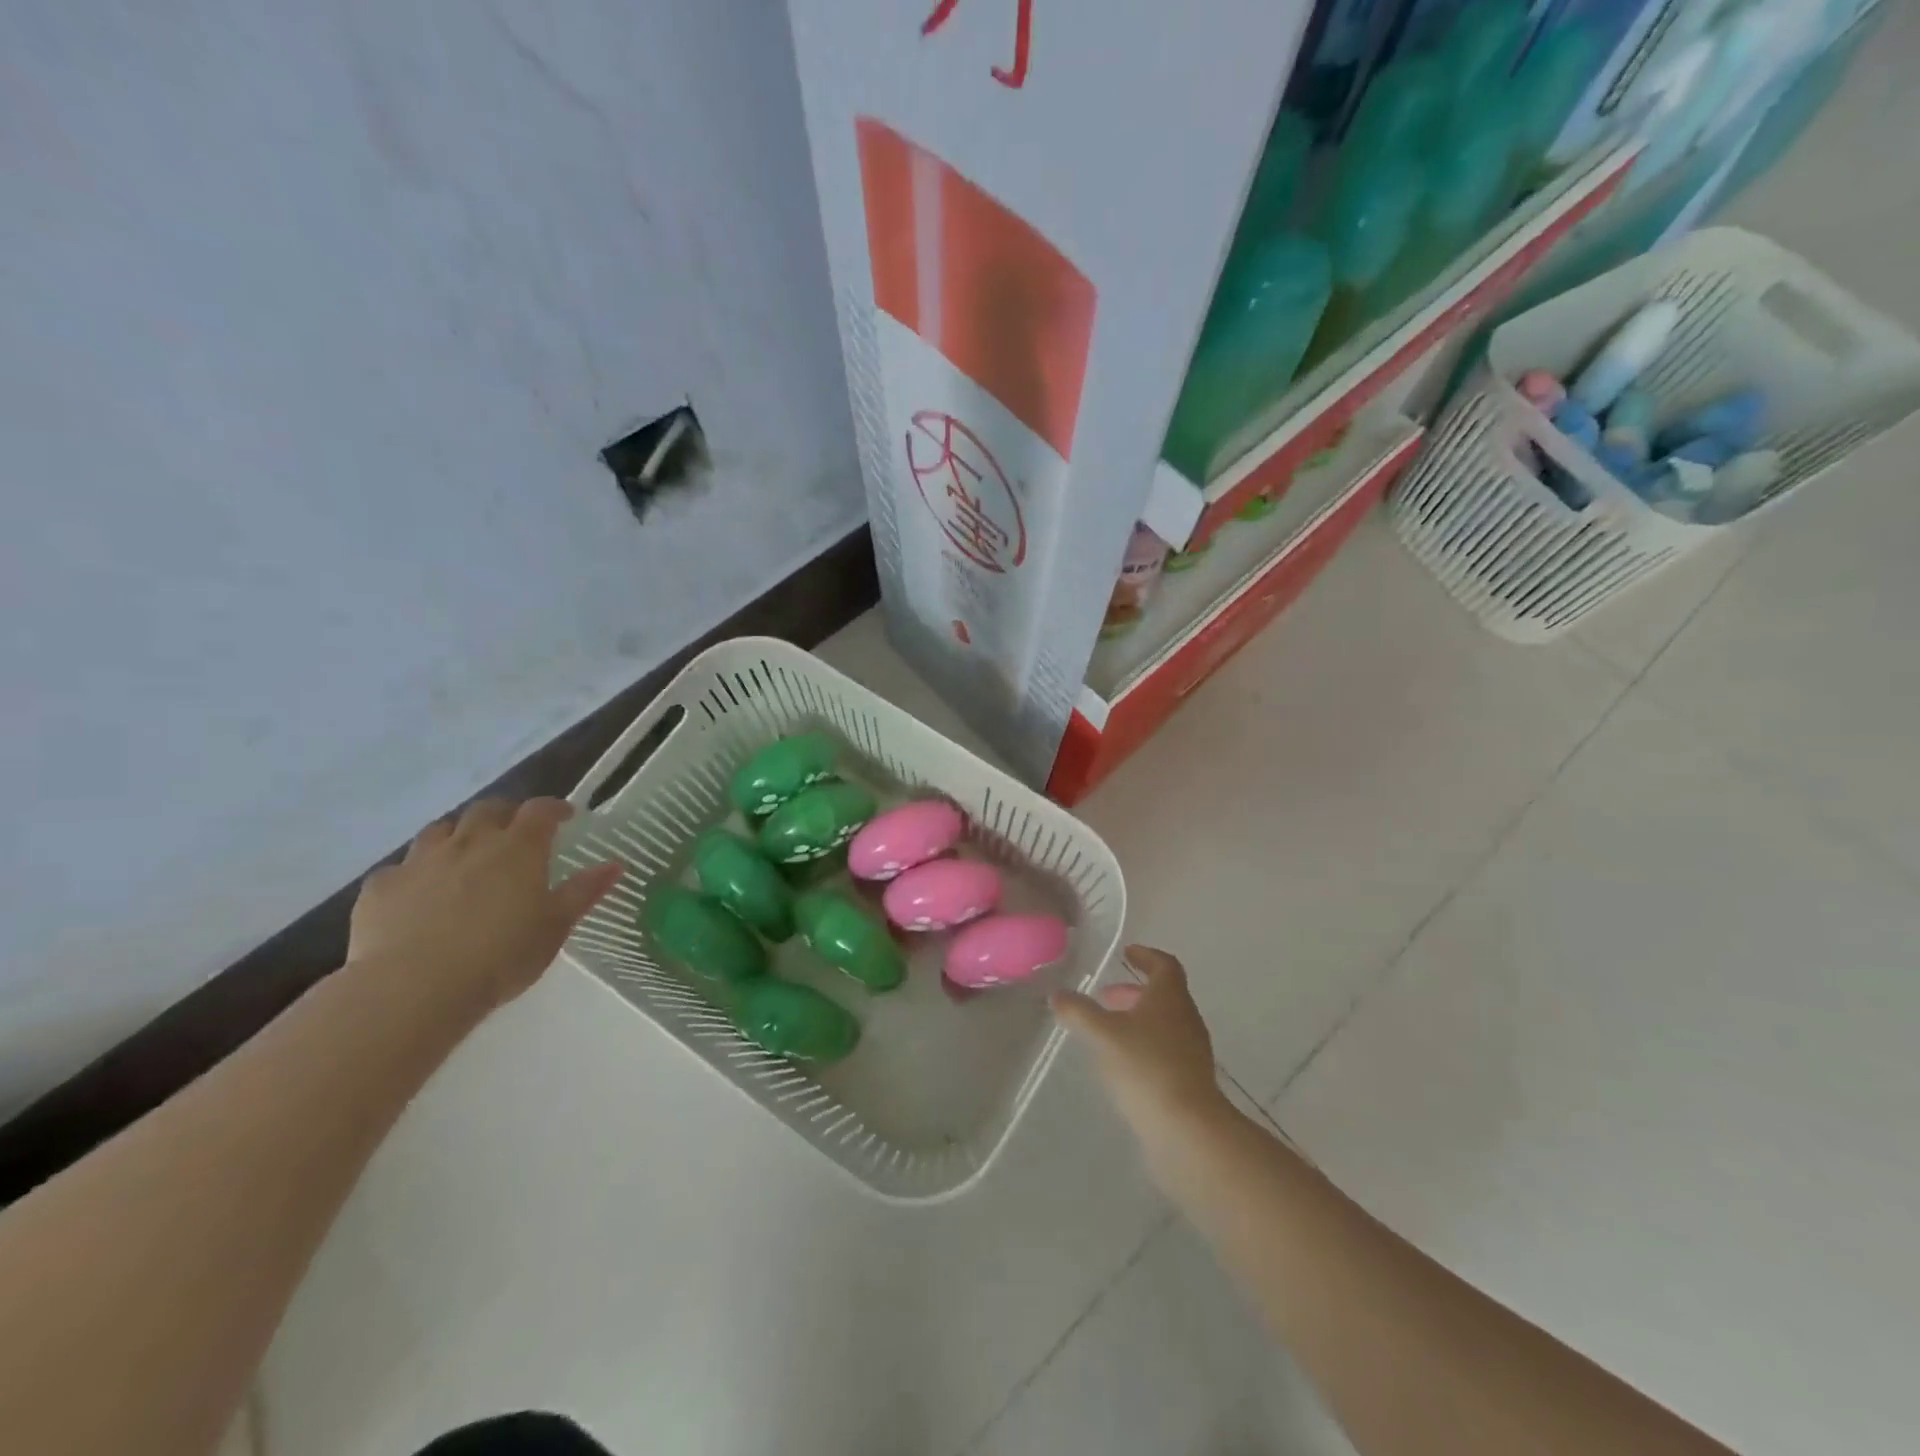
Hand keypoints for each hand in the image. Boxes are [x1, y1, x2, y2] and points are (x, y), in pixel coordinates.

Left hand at [347, 798, 623, 1011]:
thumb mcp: (555, 926)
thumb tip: (615, 864)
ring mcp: (420, 861)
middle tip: (516, 833)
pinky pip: (400, 868)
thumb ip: (584, 891)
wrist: (414, 988)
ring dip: (458, 834)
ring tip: (466, 855)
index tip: (565, 817)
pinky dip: (416, 872)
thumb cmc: (501, 956)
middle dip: (505, 814)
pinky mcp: (380, 887)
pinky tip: (419, 893)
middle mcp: (469, 842)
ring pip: (441, 830)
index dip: (554, 808)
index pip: (540, 810)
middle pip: (488, 809)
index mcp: (518, 848)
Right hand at [1051, 945, 1228, 1150]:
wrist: (1188, 1130)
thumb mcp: (1103, 1035)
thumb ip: (1079, 1012)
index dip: (1146, 956)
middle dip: (1134, 991)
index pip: (1164, 965)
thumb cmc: (1146, 1067)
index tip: (1127, 953)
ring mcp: (1192, 1050)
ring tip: (1108, 1031)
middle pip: (1163, 994)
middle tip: (1106, 996)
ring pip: (1164, 1023)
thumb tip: (1057, 994)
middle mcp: (1186, 1017)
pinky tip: (1122, 1063)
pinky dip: (1144, 1045)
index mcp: (1170, 997)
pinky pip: (1166, 1050)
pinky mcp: (1191, 1080)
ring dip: (1138, 1019)